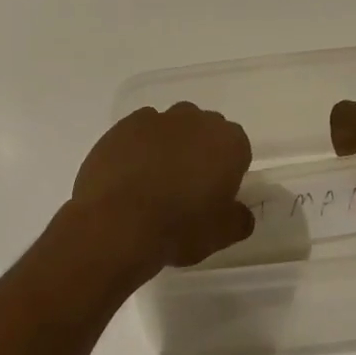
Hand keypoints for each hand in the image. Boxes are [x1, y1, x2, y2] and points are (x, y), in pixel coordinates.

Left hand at [70, 103, 254, 271]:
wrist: (116, 224)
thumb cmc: (179, 227)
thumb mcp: (221, 235)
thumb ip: (238, 219)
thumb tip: (240, 213)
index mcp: (228, 142)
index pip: (237, 149)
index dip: (228, 171)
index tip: (215, 194)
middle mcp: (195, 120)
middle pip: (204, 131)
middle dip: (199, 152)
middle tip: (187, 187)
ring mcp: (155, 119)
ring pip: (170, 128)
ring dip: (168, 147)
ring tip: (153, 182)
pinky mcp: (122, 126)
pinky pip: (137, 133)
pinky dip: (137, 148)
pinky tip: (128, 177)